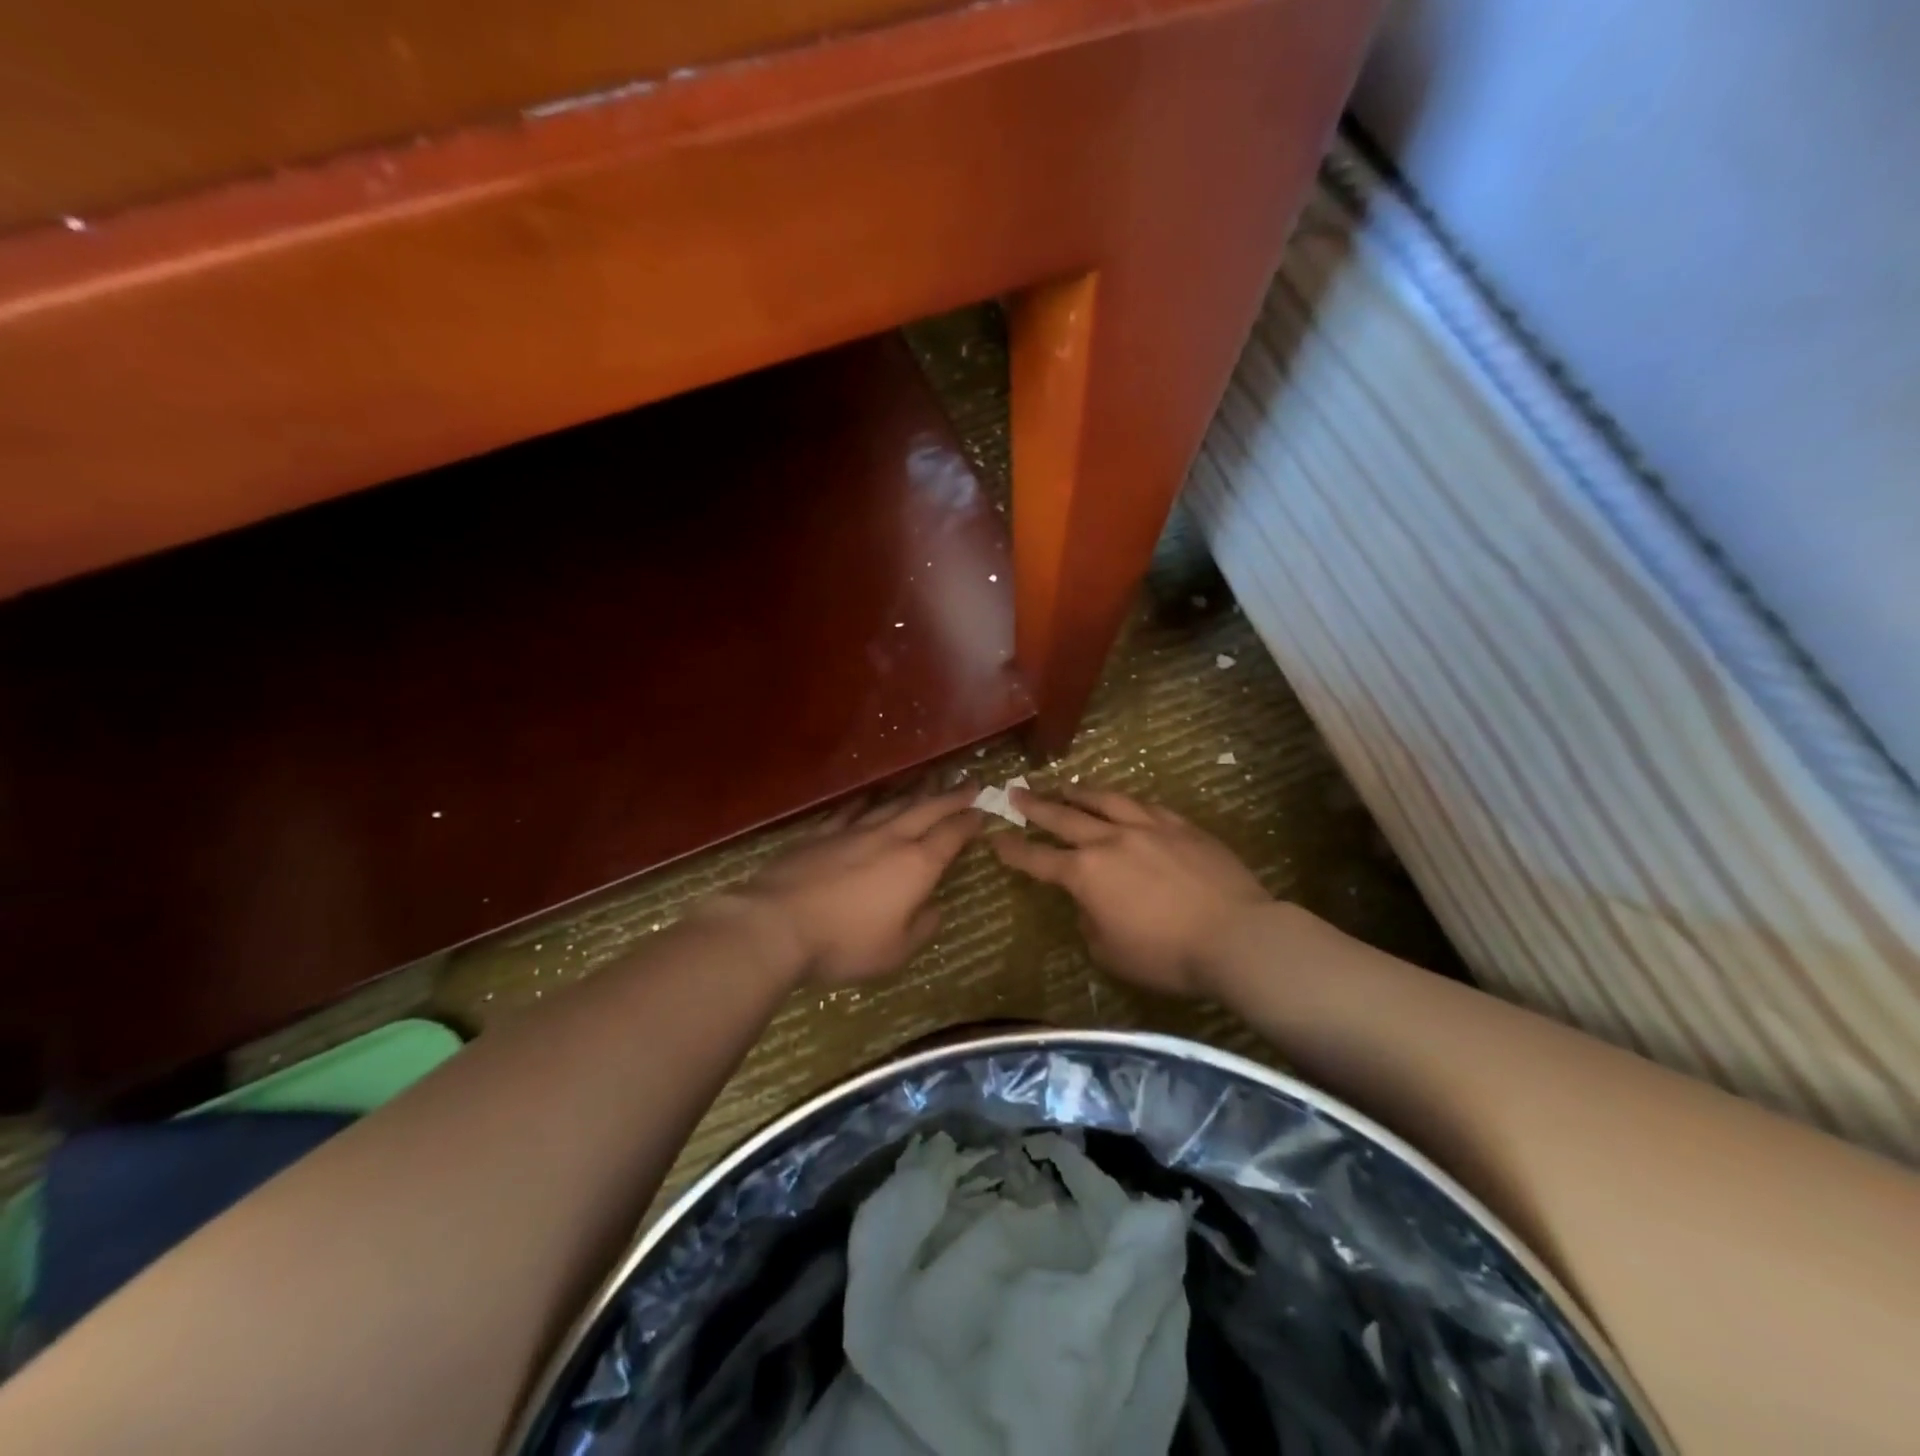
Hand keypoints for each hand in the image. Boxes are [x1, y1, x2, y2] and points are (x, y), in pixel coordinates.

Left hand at [725, 788, 983, 987]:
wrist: (777, 923)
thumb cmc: (844, 943)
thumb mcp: (895, 952)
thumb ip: (921, 928)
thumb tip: (934, 909)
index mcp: (916, 865)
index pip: (952, 835)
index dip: (970, 822)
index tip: (984, 811)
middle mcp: (889, 838)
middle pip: (927, 809)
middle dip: (952, 796)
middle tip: (971, 783)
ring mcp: (853, 831)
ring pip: (892, 804)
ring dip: (915, 793)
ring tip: (930, 782)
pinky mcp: (821, 833)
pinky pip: (851, 810)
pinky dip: (867, 801)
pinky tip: (872, 796)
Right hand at [991, 788, 1271, 996]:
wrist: (1236, 936)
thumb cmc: (1167, 955)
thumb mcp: (1111, 952)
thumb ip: (1090, 922)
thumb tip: (1091, 903)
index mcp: (1086, 874)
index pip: (1038, 859)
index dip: (1013, 850)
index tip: (996, 839)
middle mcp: (1110, 840)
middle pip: (1063, 817)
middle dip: (1035, 806)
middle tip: (1015, 792)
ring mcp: (1147, 827)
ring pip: (1104, 800)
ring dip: (1078, 792)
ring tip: (1064, 785)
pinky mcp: (1180, 825)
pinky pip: (1145, 805)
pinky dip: (1125, 801)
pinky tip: (1122, 799)